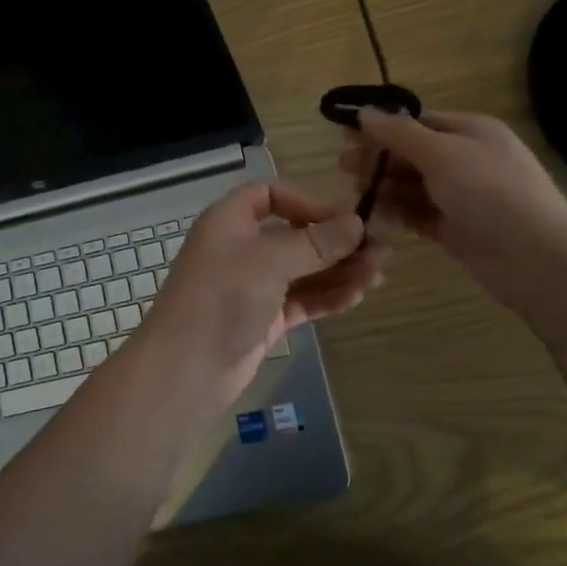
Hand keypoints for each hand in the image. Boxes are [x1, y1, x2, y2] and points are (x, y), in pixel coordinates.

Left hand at [138, 182, 386, 413]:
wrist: (185, 370)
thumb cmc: (222, 298)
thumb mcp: (270, 261)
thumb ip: (316, 242)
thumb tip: (357, 223)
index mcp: (230, 220)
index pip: (271, 195)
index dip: (308, 202)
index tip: (344, 218)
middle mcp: (242, 247)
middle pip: (295, 234)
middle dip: (336, 241)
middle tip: (381, 251)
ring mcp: (253, 285)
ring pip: (304, 269)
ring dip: (340, 270)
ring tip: (379, 275)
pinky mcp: (264, 318)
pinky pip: (303, 299)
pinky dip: (329, 296)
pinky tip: (359, 296)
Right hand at [341, 109, 566, 311]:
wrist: (537, 260)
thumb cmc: (490, 193)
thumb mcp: (442, 154)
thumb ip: (400, 134)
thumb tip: (365, 111)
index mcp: (471, 131)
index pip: (418, 121)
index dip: (382, 127)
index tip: (346, 135)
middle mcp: (468, 159)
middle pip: (413, 153)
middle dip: (379, 158)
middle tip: (342, 166)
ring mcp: (464, 197)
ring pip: (415, 186)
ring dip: (385, 186)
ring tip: (354, 193)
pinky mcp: (458, 229)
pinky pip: (420, 215)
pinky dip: (398, 213)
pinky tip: (373, 216)